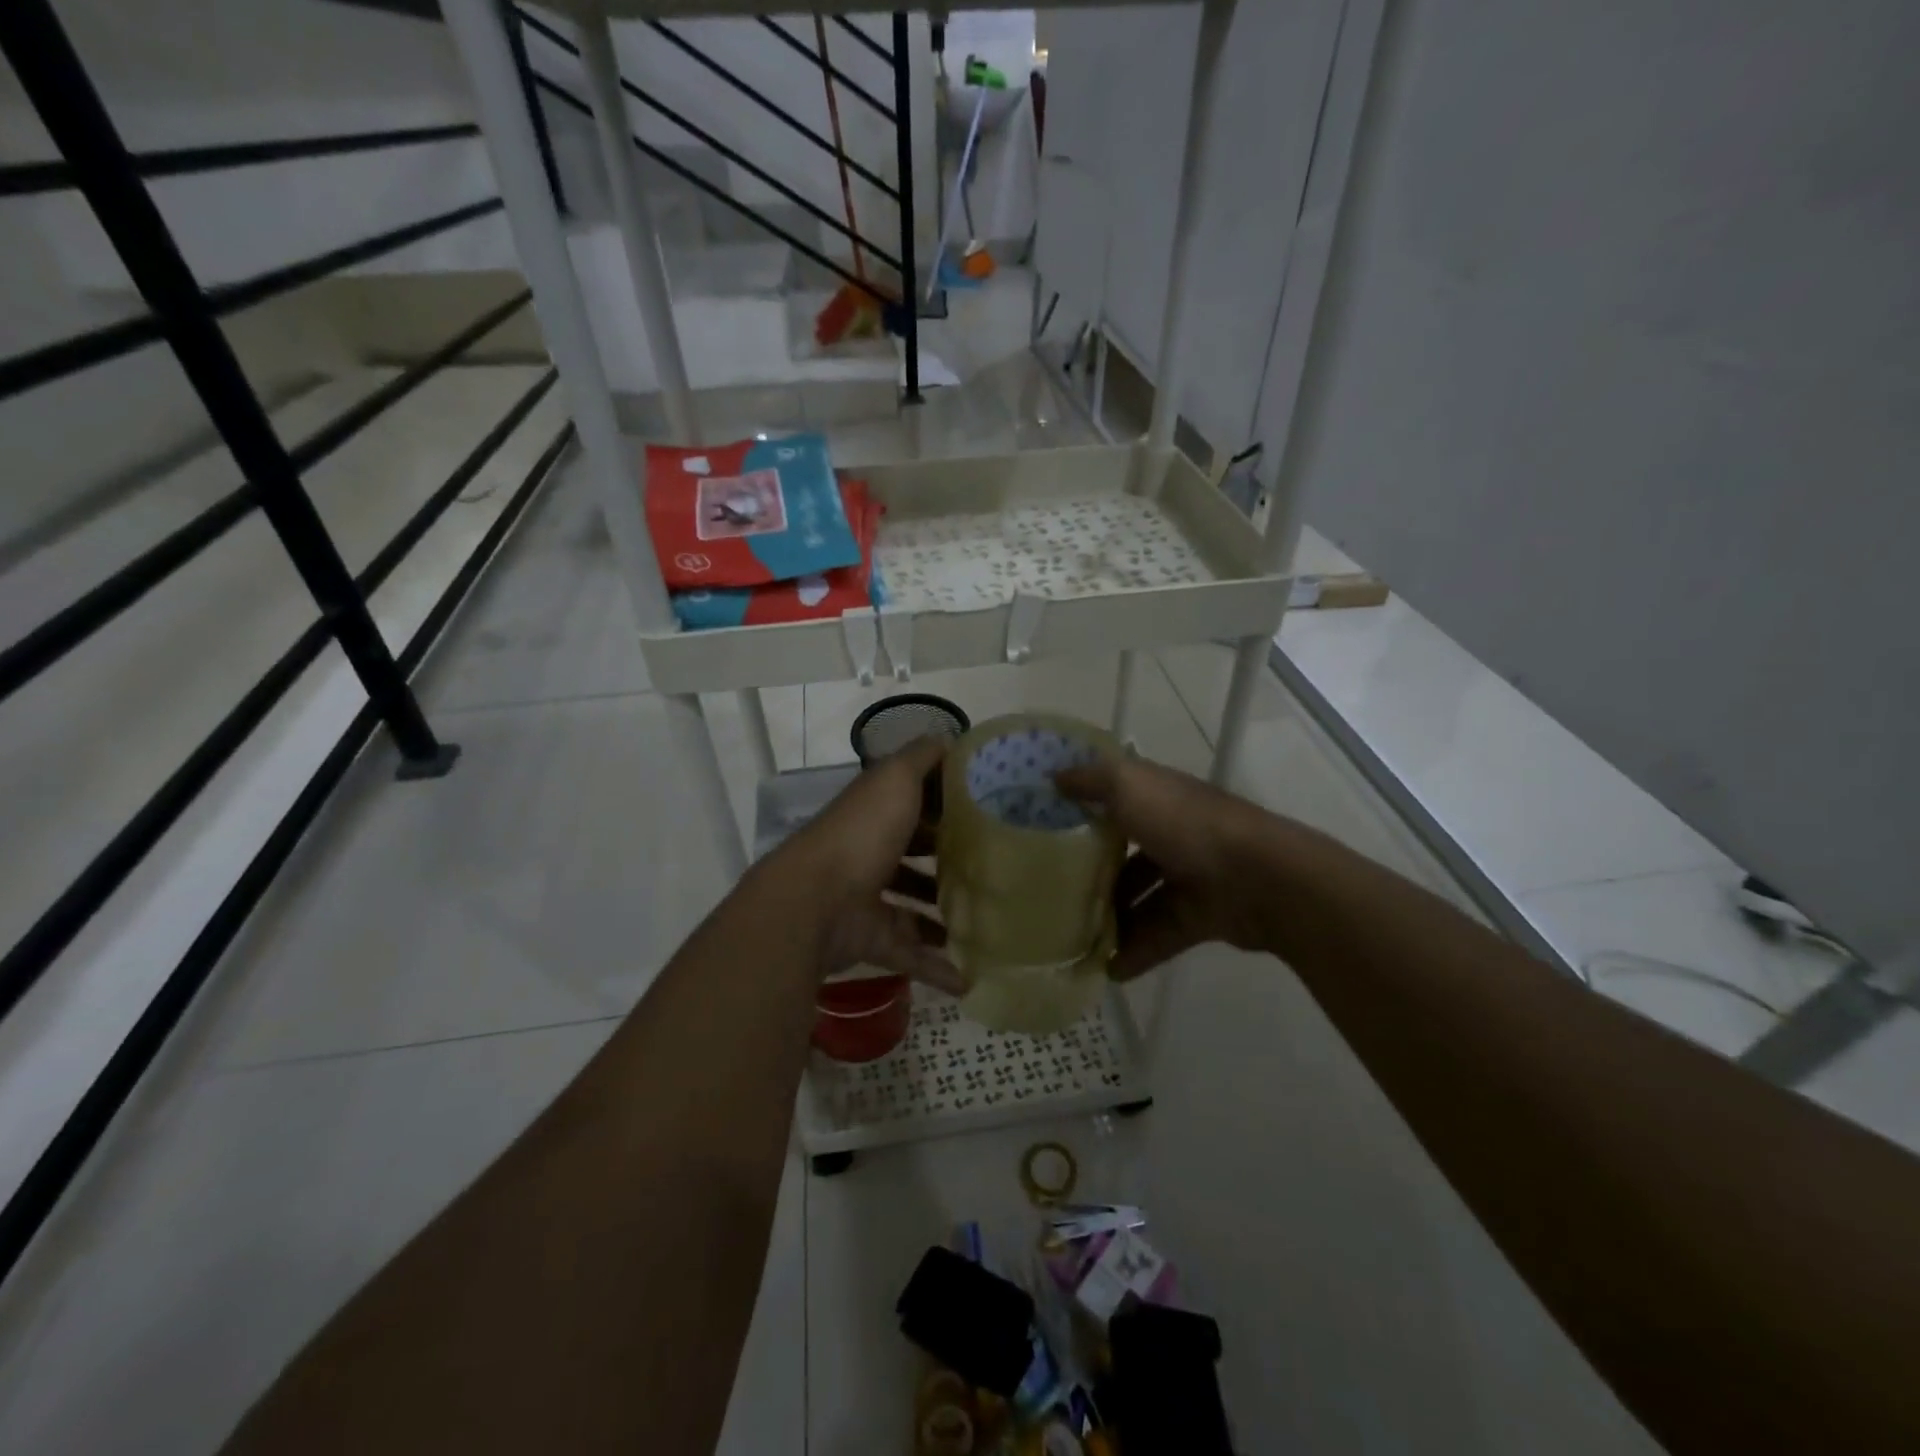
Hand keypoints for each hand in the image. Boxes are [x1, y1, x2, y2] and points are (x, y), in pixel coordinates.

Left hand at [782, 737, 963, 993]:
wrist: (815, 902)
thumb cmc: (861, 833)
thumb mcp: (895, 778)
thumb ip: (923, 757)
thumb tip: (950, 739)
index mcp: (875, 814)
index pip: (914, 804)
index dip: (946, 804)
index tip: (988, 811)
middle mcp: (870, 853)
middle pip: (914, 855)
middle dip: (946, 860)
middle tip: (994, 868)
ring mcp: (869, 899)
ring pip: (912, 907)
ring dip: (942, 915)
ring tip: (986, 920)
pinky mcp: (873, 940)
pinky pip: (911, 955)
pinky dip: (937, 968)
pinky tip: (969, 978)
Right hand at [1056, 754, 1272, 980]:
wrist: (1259, 880)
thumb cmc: (1186, 824)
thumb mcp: (1130, 786)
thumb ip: (1092, 781)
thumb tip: (1054, 776)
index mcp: (1159, 798)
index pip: (1116, 797)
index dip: (1084, 805)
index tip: (1044, 822)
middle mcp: (1173, 834)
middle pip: (1125, 853)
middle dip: (1091, 870)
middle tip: (1049, 889)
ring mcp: (1188, 878)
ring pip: (1139, 898)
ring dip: (1109, 917)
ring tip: (1069, 936)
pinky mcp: (1199, 917)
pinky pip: (1158, 936)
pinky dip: (1135, 952)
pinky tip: (1104, 969)